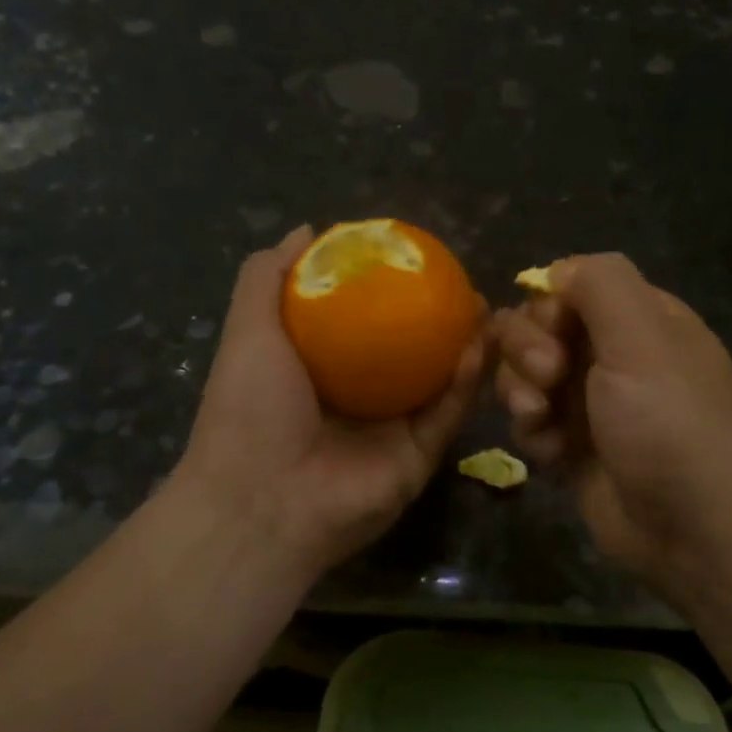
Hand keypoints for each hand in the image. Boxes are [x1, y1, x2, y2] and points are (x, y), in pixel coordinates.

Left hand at [179, 227, 487, 572]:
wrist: (263, 501)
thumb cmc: (249, 409)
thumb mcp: (248, 330)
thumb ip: (267, 278)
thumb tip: (307, 231)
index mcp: (322, 368)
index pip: (364, 322)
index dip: (390, 290)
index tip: (415, 259)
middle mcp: (361, 396)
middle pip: (409, 349)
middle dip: (438, 317)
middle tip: (462, 283)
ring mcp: (392, 429)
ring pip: (439, 380)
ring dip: (464, 344)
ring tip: (483, 307)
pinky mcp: (419, 457)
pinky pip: (448, 413)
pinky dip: (466, 381)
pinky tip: (479, 344)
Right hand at [493, 254, 731, 598]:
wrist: (694, 530)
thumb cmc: (670, 423)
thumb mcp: (642, 337)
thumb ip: (601, 284)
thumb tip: (557, 271)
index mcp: (641, 320)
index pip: (570, 288)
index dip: (548, 307)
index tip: (553, 334)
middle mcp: (614, 356)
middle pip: (539, 329)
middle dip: (528, 351)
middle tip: (548, 380)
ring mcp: (591, 403)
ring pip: (525, 375)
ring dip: (522, 392)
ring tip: (540, 421)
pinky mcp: (573, 447)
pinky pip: (531, 422)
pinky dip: (533, 433)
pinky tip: (551, 454)